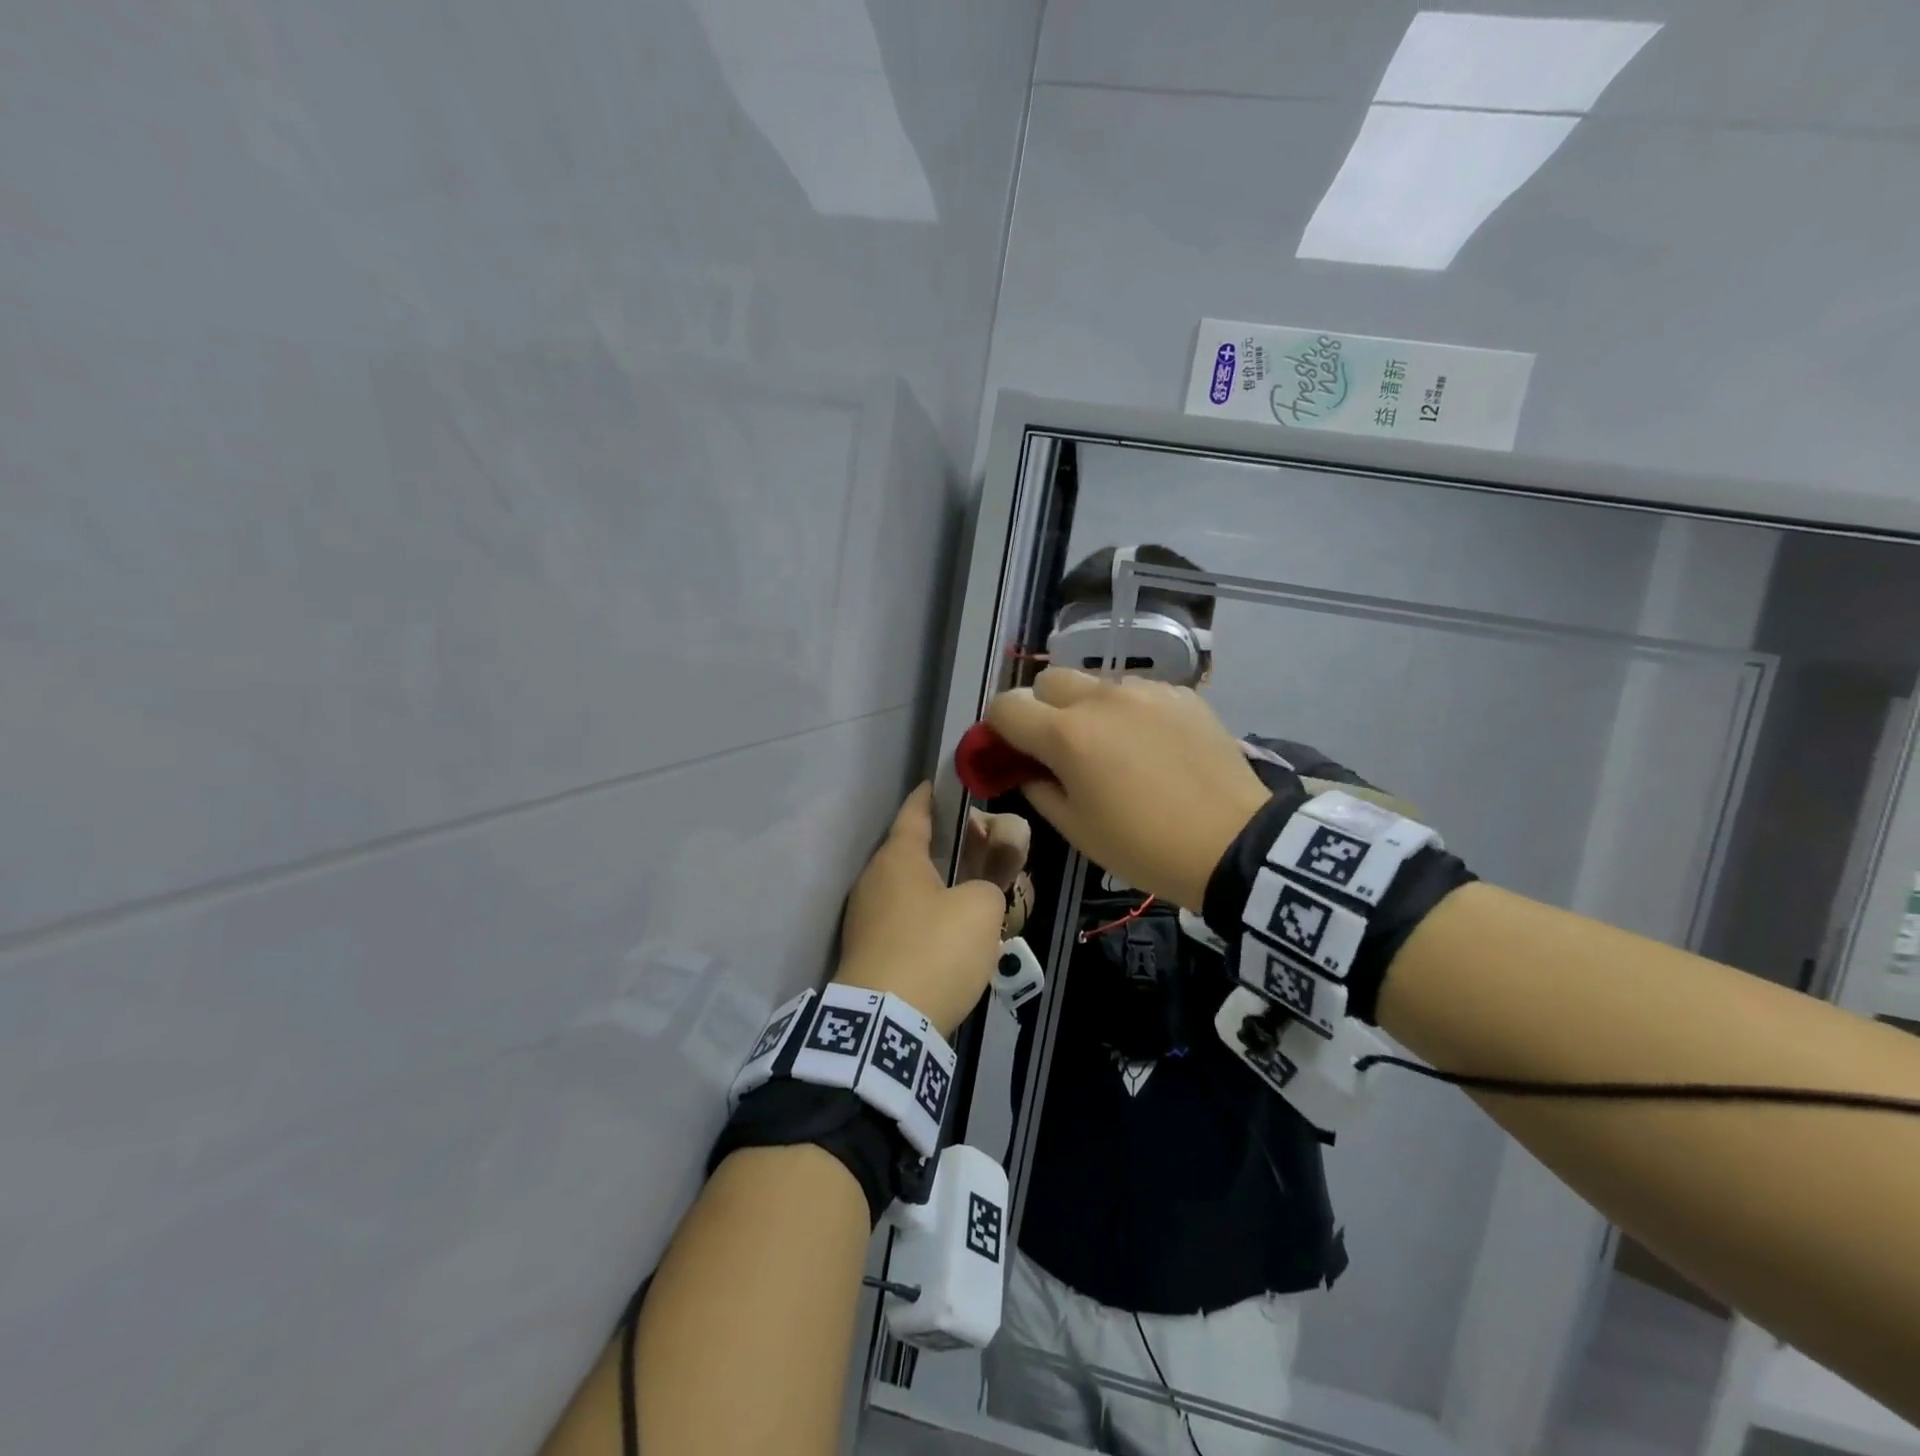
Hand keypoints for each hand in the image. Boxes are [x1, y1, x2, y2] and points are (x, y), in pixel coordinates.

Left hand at [833, 785, 1024, 1036]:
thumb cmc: (935, 949)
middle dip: (941, 846)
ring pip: (906, 889)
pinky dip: (924, 917)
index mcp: (898, 858)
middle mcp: (874, 880)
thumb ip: (993, 879)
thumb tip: (990, 876)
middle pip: (910, 851)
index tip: (939, 784)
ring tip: (969, 893)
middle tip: (976, 847)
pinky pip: (900, 921)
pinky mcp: (865, 953)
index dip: (929, 796)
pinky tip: (948, 934)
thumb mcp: (981, 910)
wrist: (885, 1025)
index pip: (915, 813)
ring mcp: (864, 919)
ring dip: (934, 886)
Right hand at [986, 669, 1271, 910]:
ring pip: (1096, 685)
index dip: (997, 728)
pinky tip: (1153, 747)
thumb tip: (1029, 769)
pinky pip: (1138, 693)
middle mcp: (1101, 699)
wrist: (1236, 843)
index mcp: (1067, 734)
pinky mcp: (1181, 695)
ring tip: (1113, 748)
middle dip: (1040, 709)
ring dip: (1088, 709)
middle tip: (1058, 748)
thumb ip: (1039, 789)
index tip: (1009, 752)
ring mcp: (1145, 692)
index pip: (1006, 706)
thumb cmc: (1145, 846)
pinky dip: (1130, 713)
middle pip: (1048, 681)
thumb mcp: (1077, 830)